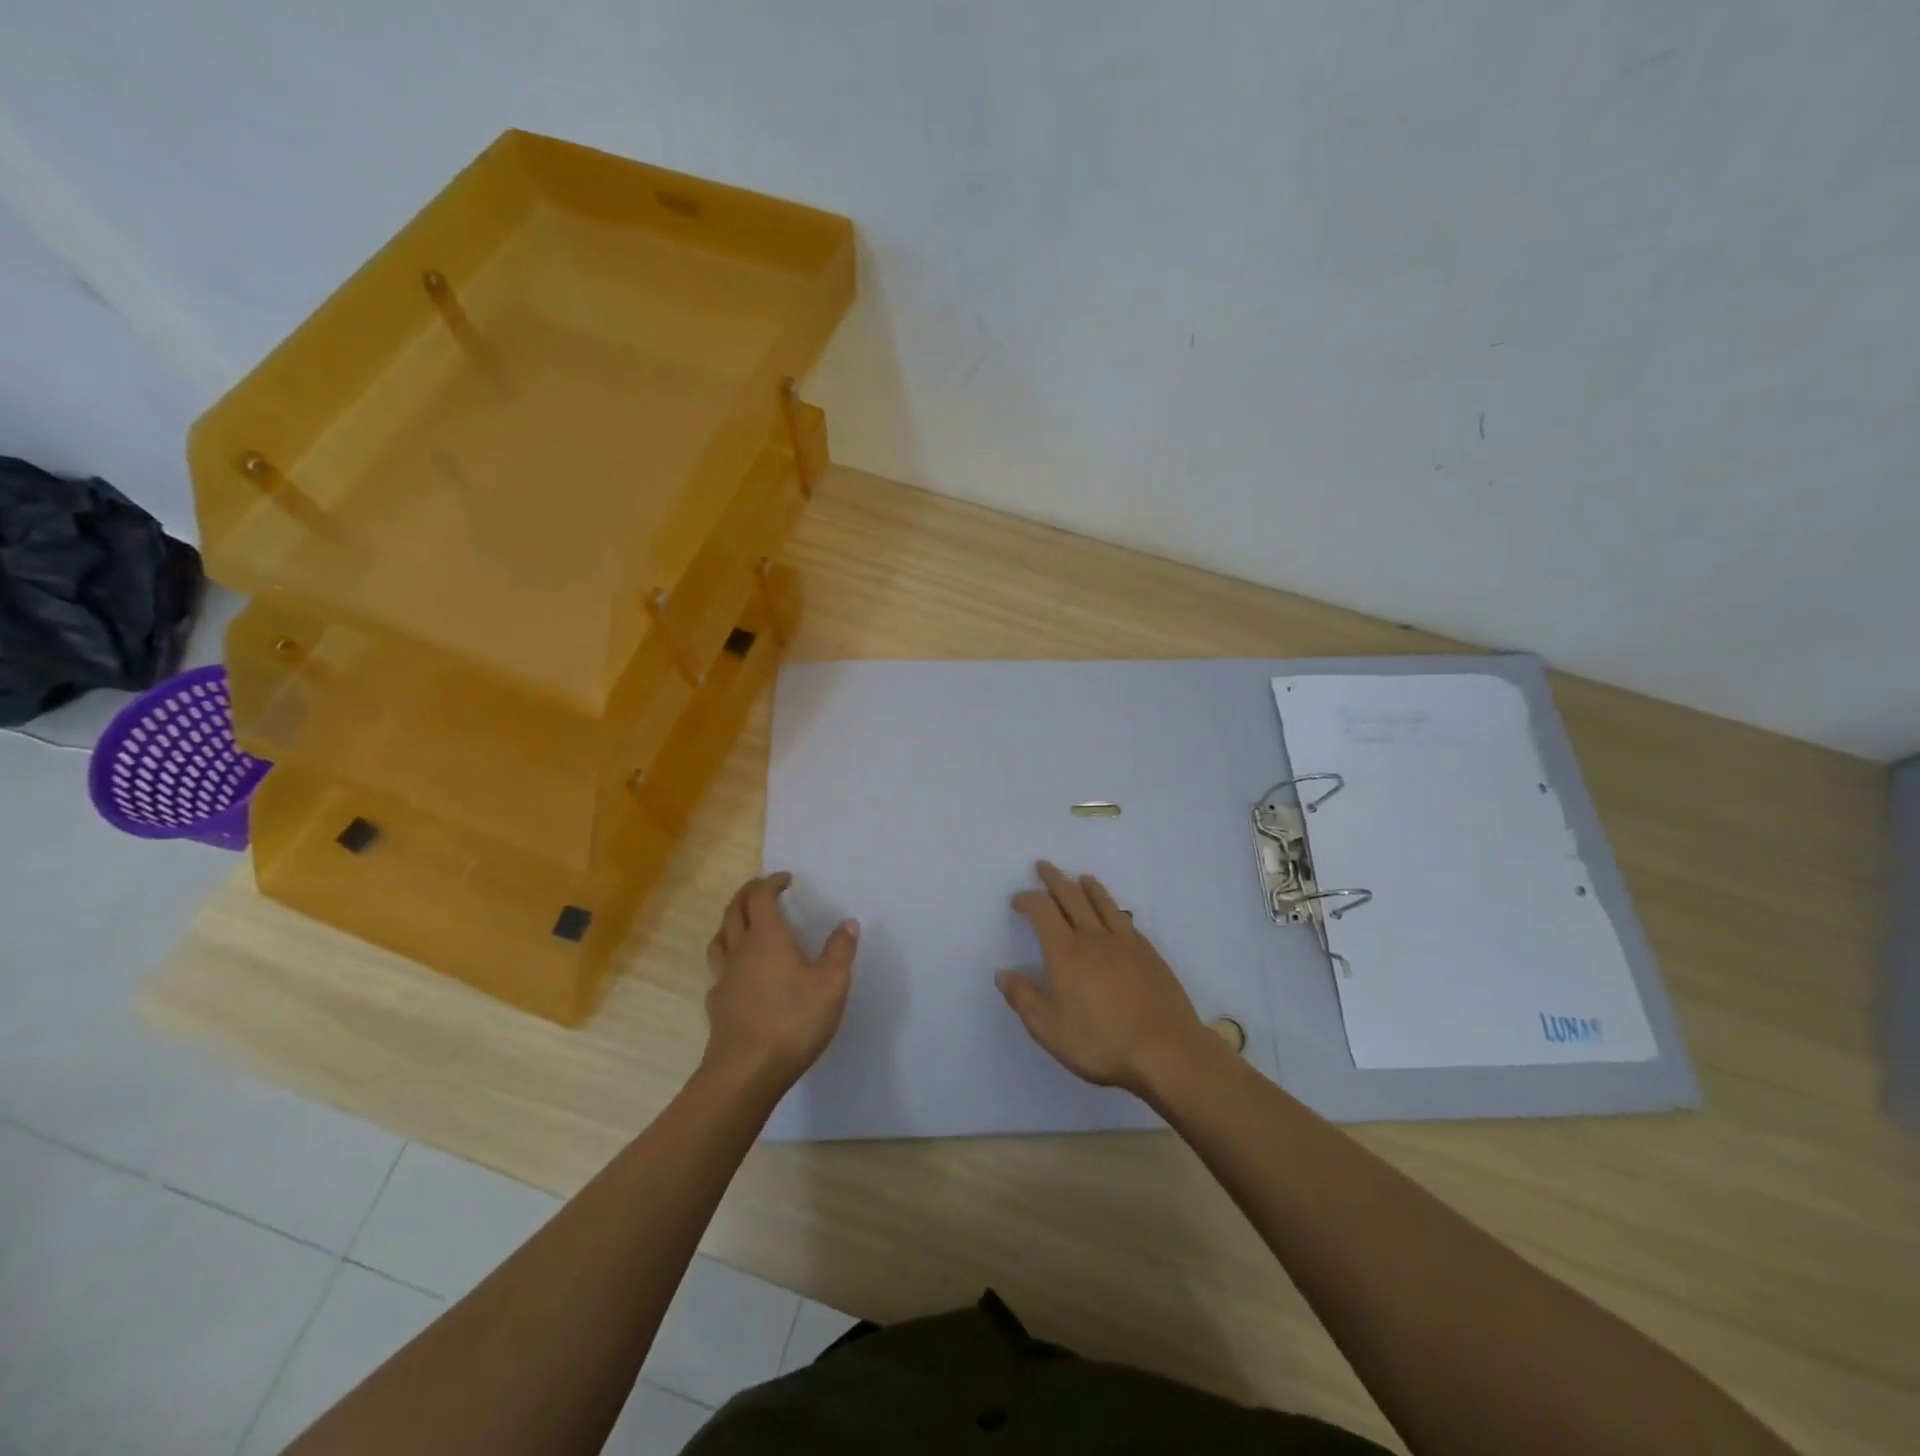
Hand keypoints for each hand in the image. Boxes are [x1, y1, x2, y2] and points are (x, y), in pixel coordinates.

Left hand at [703, 872, 858, 1092]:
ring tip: (745, 924)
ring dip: (731, 923)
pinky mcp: (717, 1005)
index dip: (770, 883)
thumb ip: (840, 950)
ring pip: (719, 939)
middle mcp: (740, 951)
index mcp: (767, 938)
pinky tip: (739, 973)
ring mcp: (724, 979)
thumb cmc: (793, 1020)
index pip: (760, 898)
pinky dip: (728, 960)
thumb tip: (847, 922)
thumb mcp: (831, 984)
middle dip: (747, 894)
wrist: (746, 1071)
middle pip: (733, 911)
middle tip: (763, 889)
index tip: (785, 879)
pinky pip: (718, 971)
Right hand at [997, 861, 1211, 1095]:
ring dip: (1087, 886)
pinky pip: (1124, 917)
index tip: (1018, 901)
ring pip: (1102, 901)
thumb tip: (1003, 974)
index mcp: (1065, 951)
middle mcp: (1093, 936)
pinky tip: (1113, 911)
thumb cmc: (1100, 1042)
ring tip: (1080, 878)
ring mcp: (1125, 941)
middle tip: (1044, 867)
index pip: (1042, 910)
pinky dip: (1111, 905)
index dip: (1027, 899)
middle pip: (1071, 895)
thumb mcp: (1049, 1029)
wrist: (1165, 1050)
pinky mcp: (1148, 952)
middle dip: (1054, 879)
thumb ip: (1023, 998)